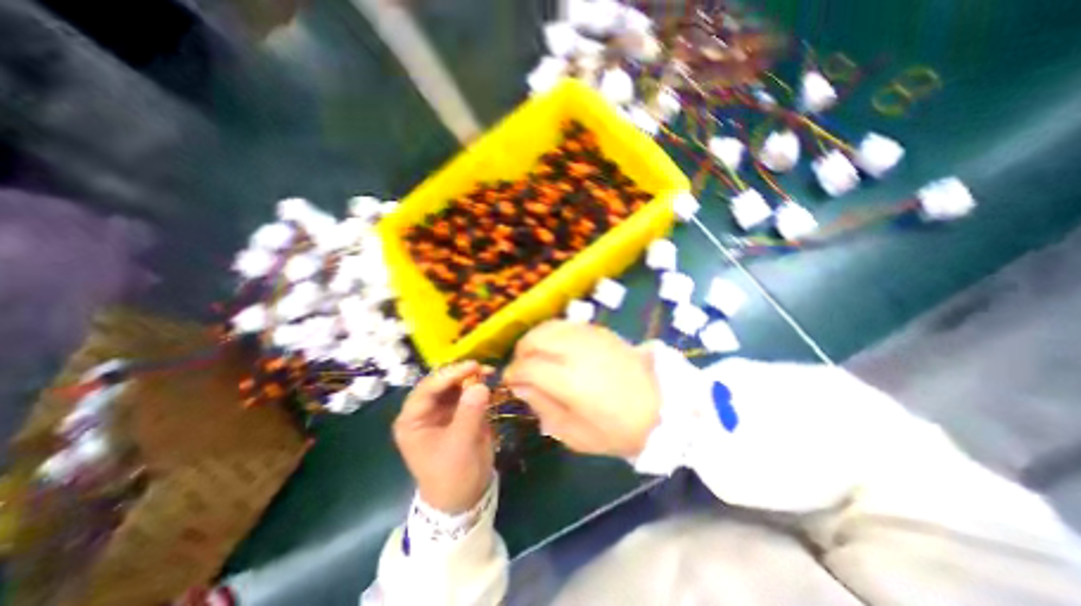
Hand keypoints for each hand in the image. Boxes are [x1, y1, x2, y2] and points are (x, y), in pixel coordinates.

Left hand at [396, 363, 496, 513]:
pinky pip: (467, 393)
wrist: (464, 498)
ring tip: (490, 372)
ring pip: (455, 385)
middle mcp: (425, 411)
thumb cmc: (452, 475)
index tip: (472, 366)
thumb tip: (480, 385)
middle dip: (461, 373)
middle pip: (441, 383)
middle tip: (484, 368)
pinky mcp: (458, 412)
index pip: (427, 389)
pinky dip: (478, 386)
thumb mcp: (459, 446)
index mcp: (412, 420)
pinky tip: (490, 381)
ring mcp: (442, 410)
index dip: (449, 375)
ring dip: (471, 377)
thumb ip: (469, 413)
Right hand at [505, 322, 657, 454]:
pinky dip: (554, 333)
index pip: (528, 366)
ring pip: (549, 326)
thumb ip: (543, 408)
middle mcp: (576, 351)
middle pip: (535, 338)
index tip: (510, 381)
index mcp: (569, 381)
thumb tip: (522, 388)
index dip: (513, 372)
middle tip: (523, 367)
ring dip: (536, 339)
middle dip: (521, 351)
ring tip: (537, 356)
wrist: (664, 406)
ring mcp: (590, 336)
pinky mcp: (601, 331)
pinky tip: (558, 348)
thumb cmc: (619, 429)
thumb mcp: (576, 435)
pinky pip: (567, 325)